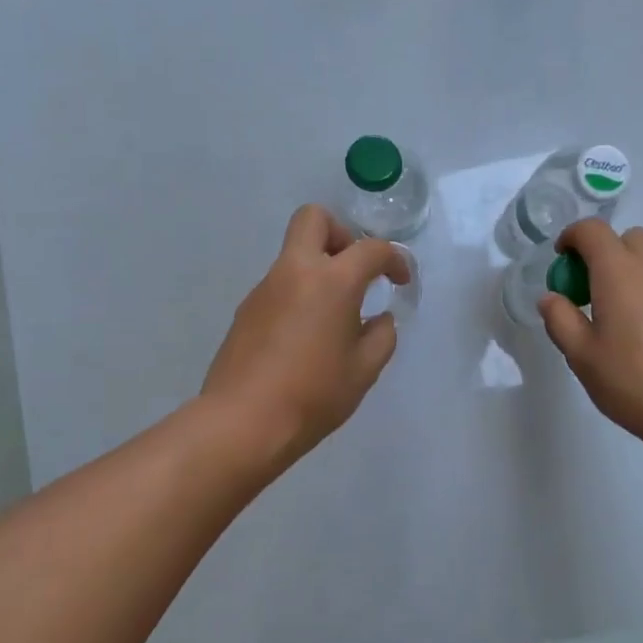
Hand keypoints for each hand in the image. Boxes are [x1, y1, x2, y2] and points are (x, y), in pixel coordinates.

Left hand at [203, 205, 409, 468]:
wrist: (242, 423)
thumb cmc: (314, 394)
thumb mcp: (364, 369)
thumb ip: (381, 335)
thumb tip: (378, 318)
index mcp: (332, 281)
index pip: (371, 249)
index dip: (395, 259)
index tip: (401, 282)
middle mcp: (295, 271)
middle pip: (314, 219)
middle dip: (341, 234)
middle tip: (355, 271)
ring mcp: (264, 288)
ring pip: (295, 254)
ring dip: (319, 269)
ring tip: (334, 319)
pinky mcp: (246, 310)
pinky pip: (280, 286)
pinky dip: (299, 295)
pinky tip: (306, 338)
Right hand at [541, 220, 642, 465]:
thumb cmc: (638, 385)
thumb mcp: (583, 359)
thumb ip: (560, 320)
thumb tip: (551, 297)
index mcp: (621, 272)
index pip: (592, 230)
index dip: (572, 237)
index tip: (564, 262)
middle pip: (630, 239)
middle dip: (609, 254)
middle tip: (598, 293)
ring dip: (640, 274)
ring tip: (634, 319)